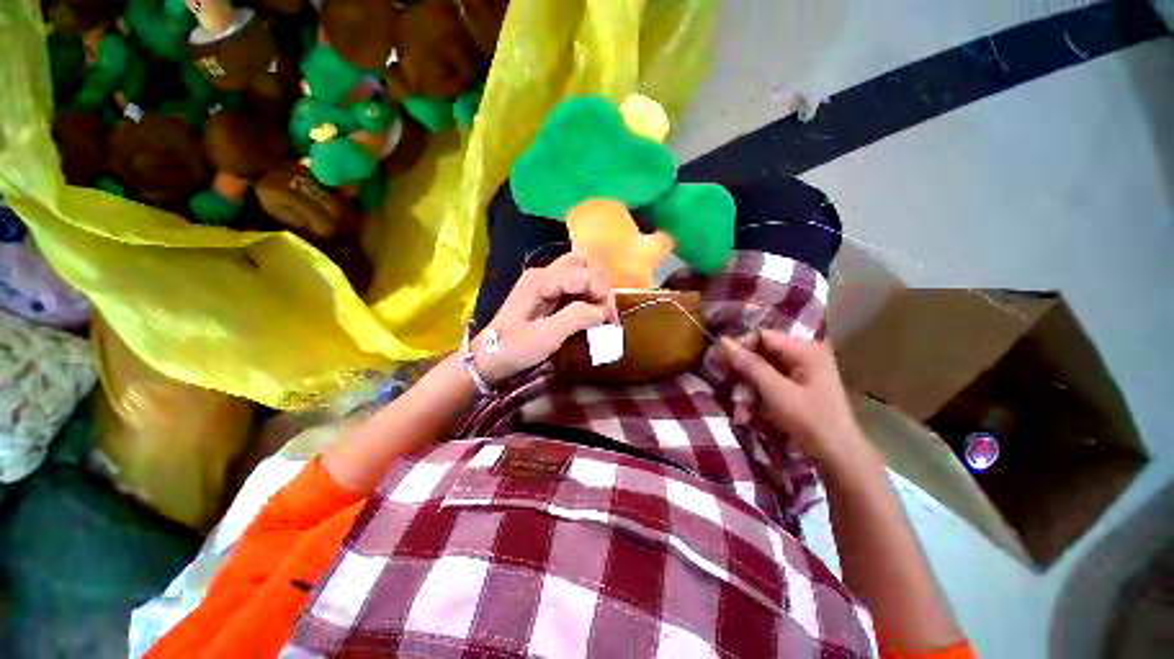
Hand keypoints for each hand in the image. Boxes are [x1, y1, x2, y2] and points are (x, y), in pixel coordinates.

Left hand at [474, 253, 617, 383]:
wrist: (487, 359)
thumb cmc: (514, 349)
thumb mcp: (546, 337)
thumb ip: (576, 318)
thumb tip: (602, 311)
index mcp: (541, 281)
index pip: (584, 275)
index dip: (603, 294)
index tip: (611, 320)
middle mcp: (542, 274)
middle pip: (582, 263)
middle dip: (600, 285)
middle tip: (606, 310)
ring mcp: (542, 282)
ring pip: (578, 270)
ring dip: (593, 287)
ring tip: (600, 310)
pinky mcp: (543, 292)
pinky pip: (571, 284)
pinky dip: (585, 293)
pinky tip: (588, 310)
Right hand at [721, 330, 864, 466]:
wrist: (838, 456)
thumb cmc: (809, 420)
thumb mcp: (775, 391)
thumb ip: (749, 364)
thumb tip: (723, 341)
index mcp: (804, 349)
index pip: (762, 336)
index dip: (739, 347)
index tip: (720, 363)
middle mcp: (803, 354)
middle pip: (760, 353)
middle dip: (743, 374)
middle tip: (727, 388)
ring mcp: (801, 371)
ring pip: (761, 371)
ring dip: (747, 390)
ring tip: (741, 412)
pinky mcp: (797, 386)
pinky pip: (769, 383)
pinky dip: (757, 397)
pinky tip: (749, 415)